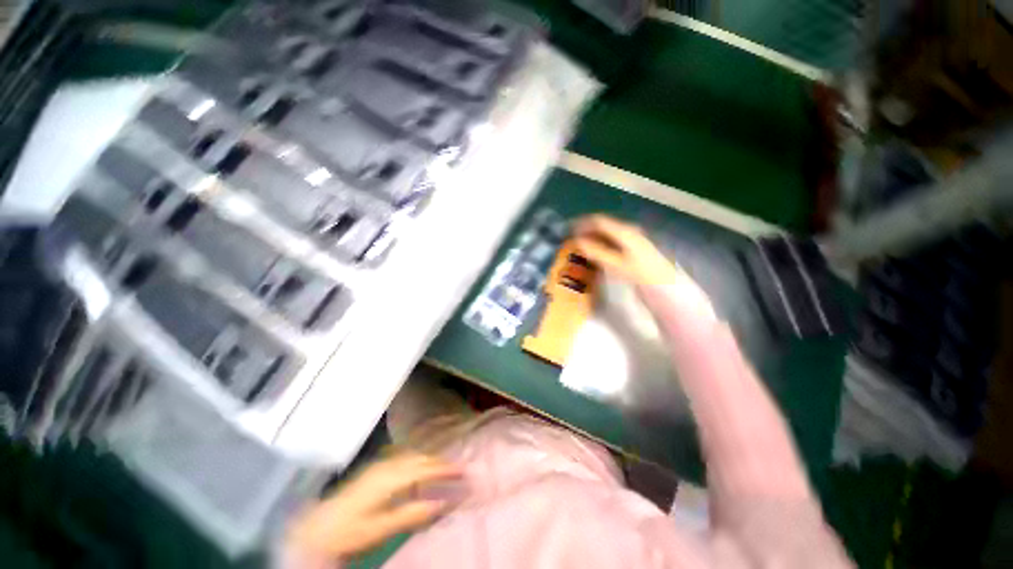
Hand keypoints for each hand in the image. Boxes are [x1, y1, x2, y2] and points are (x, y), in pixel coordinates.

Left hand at [287, 452, 462, 559]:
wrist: (317, 529)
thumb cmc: (351, 531)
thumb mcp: (383, 528)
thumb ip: (413, 513)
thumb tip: (443, 502)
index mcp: (391, 477)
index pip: (426, 468)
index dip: (446, 469)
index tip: (464, 471)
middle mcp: (388, 465)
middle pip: (420, 458)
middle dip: (440, 462)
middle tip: (458, 469)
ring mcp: (379, 465)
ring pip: (412, 456)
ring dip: (429, 460)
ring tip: (442, 467)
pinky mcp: (374, 471)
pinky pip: (402, 459)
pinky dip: (416, 460)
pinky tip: (418, 467)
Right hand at [572, 215, 715, 319]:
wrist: (665, 285)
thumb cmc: (640, 273)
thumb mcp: (616, 264)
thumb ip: (596, 252)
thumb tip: (577, 241)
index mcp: (623, 231)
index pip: (598, 221)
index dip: (582, 224)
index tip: (568, 231)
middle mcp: (627, 231)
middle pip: (602, 227)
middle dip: (585, 232)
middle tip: (571, 241)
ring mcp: (630, 241)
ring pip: (606, 235)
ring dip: (591, 240)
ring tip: (578, 248)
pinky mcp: (631, 250)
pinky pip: (610, 243)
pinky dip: (599, 246)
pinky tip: (593, 255)